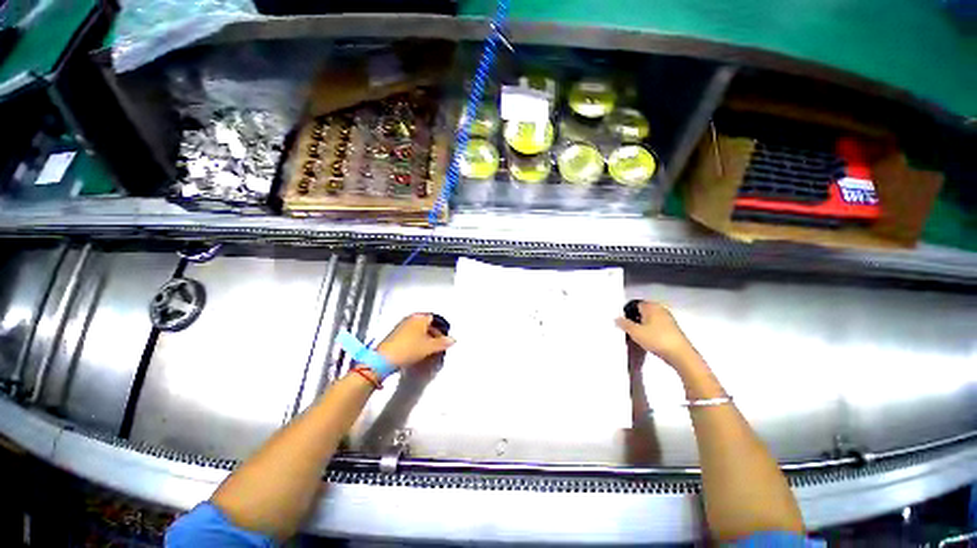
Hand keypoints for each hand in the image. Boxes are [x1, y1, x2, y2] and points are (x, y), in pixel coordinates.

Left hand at [377, 313, 454, 368]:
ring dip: (425, 338)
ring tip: (429, 349)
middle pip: (427, 324)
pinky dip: (416, 340)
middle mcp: (411, 318)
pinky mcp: (395, 334)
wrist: (384, 359)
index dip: (442, 328)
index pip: (436, 319)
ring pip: (419, 329)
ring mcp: (402, 326)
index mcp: (420, 317)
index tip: (445, 338)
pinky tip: (418, 350)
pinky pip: (411, 334)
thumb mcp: (429, 347)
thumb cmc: (408, 349)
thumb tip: (452, 340)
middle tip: (439, 344)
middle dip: (434, 333)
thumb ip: (443, 342)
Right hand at [615, 301, 692, 365]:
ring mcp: (668, 319)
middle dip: (634, 319)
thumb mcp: (635, 332)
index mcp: (651, 306)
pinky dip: (650, 331)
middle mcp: (660, 309)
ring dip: (642, 326)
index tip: (622, 321)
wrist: (680, 355)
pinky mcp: (672, 329)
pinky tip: (647, 340)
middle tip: (627, 329)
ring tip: (636, 336)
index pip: (635, 304)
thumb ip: (624, 324)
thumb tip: (617, 318)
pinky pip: (656, 326)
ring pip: (650, 319)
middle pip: (642, 312)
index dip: (627, 312)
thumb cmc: (657, 339)